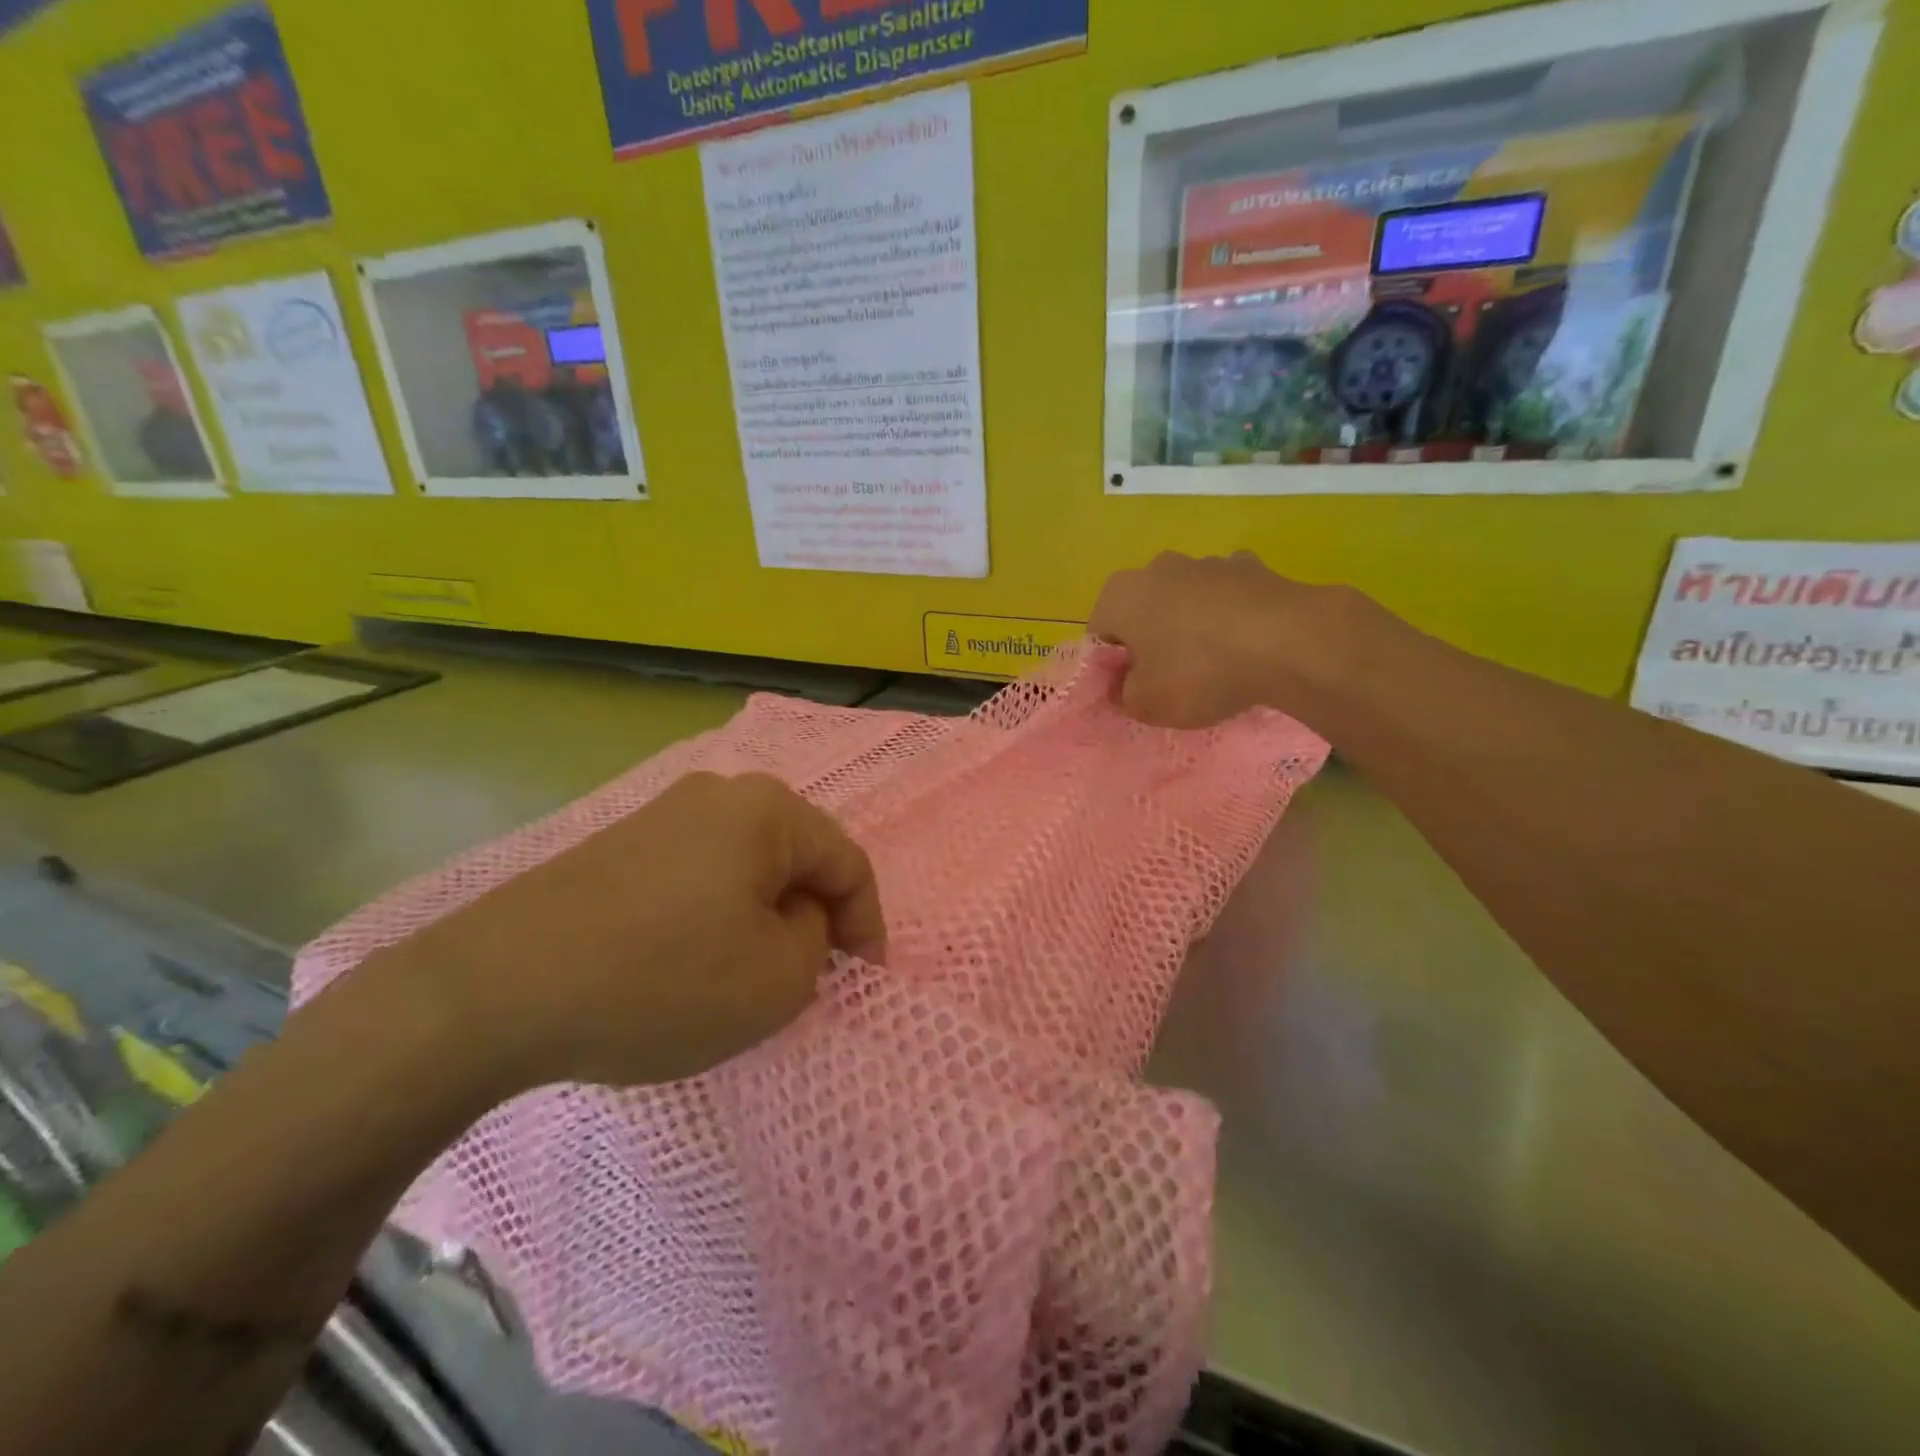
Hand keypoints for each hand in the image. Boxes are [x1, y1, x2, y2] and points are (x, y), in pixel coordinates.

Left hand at [366, 773, 885, 1091]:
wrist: (495, 990)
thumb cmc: (662, 980)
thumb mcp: (776, 980)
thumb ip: (815, 941)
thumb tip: (793, 918)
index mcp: (766, 810)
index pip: (846, 862)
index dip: (867, 923)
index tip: (863, 978)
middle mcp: (718, 794)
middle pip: (795, 858)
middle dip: (812, 918)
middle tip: (808, 977)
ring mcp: (661, 816)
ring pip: (744, 868)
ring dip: (762, 918)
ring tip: (749, 976)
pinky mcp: (618, 847)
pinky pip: (696, 877)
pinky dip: (714, 918)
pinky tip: (690, 964)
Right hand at [1091, 551, 1361, 728]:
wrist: (1288, 643)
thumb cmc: (1199, 672)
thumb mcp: (1146, 704)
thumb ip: (1123, 695)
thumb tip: (1126, 685)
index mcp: (1119, 594)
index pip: (1100, 634)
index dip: (1112, 667)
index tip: (1133, 691)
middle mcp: (1156, 567)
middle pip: (1142, 612)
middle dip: (1150, 643)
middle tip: (1169, 681)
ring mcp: (1206, 562)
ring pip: (1184, 602)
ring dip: (1190, 628)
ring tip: (1214, 667)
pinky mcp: (1251, 567)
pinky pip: (1227, 598)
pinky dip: (1230, 618)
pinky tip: (1246, 647)